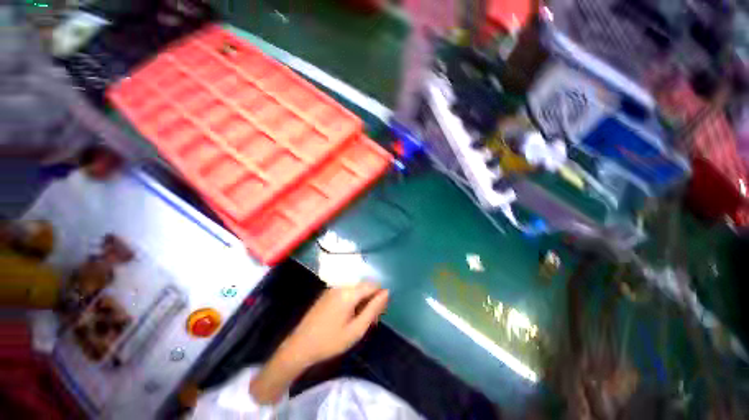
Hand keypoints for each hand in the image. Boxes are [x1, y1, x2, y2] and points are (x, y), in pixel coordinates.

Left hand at [250, 282, 388, 403]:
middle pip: (364, 286)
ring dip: (362, 301)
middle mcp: (341, 285)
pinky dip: (352, 301)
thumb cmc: (330, 341)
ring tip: (358, 321)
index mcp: (349, 293)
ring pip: (356, 289)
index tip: (379, 314)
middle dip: (371, 300)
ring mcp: (333, 288)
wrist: (300, 346)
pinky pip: (346, 292)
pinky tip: (348, 317)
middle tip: (369, 322)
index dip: (380, 297)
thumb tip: (386, 293)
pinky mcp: (327, 293)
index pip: (373, 285)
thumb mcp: (356, 330)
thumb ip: (373, 309)